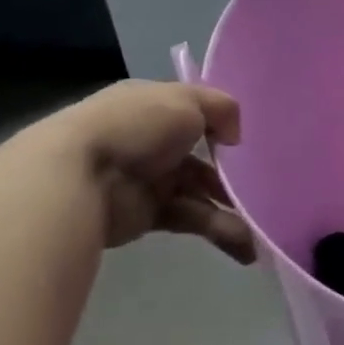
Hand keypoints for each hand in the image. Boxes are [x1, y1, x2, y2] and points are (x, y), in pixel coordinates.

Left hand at [36, 80, 257, 258]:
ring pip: (200, 192)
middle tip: (264, 190)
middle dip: (232, 175)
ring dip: (231, 210)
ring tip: (260, 230)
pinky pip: (191, 220)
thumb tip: (234, 136)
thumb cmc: (136, 127)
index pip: (193, 114)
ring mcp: (149, 180)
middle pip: (201, 158)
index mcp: (154, 107)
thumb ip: (222, 108)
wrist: (79, 177)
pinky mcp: (148, 216)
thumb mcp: (186, 100)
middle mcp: (152, 142)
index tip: (247, 142)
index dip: (221, 126)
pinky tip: (244, 244)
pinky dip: (218, 230)